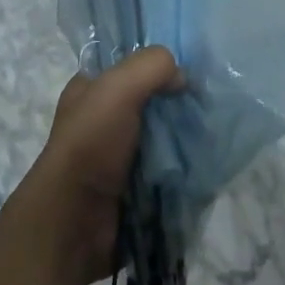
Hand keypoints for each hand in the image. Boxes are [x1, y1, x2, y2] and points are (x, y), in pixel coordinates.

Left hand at [23, 45, 182, 284]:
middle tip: (206, 101)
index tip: (189, 65)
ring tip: (211, 131)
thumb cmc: (91, 143)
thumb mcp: (117, 87)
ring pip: (161, 135)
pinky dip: (182, 167)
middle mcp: (102, 118)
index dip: (156, 61)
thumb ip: (152, 66)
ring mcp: (117, 156)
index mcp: (89, 89)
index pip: (128, 63)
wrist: (74, 222)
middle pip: (150, 99)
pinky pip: (165, 170)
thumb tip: (181, 79)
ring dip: (183, 136)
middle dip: (176, 101)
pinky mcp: (133, 188)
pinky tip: (202, 160)